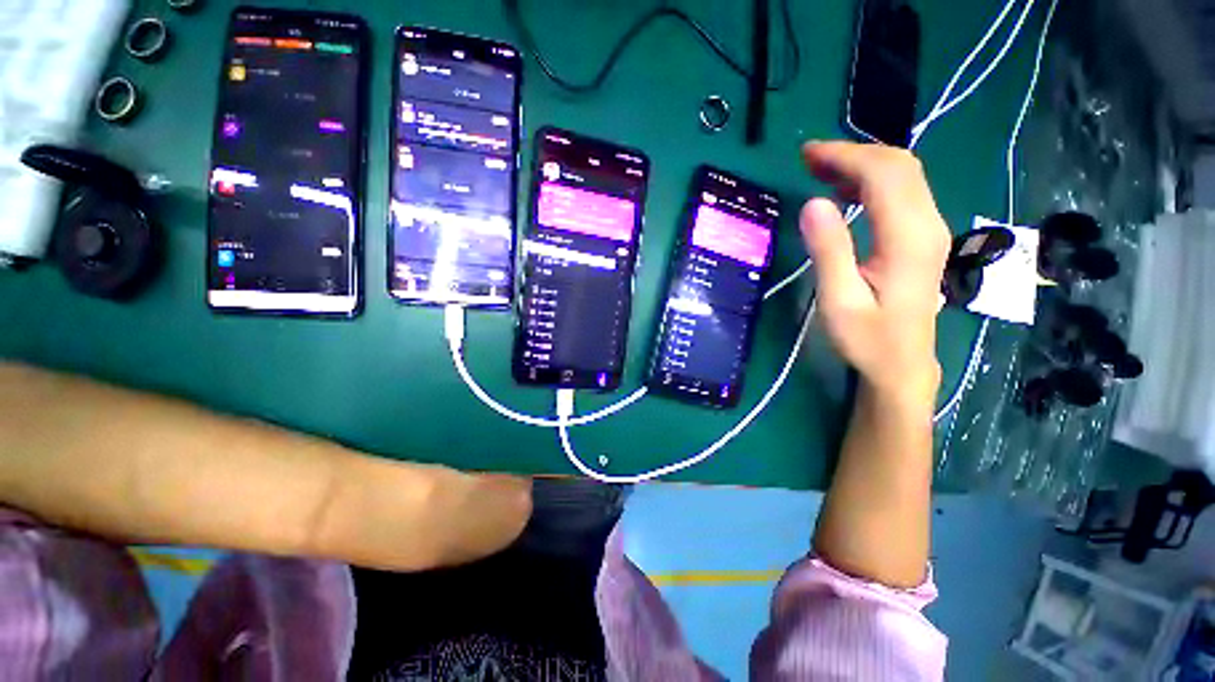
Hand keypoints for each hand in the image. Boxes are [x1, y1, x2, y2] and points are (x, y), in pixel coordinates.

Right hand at [799, 142, 950, 407]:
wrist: (902, 364)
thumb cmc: (867, 339)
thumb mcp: (839, 301)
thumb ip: (829, 251)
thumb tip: (812, 204)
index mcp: (908, 238)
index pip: (884, 175)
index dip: (845, 156)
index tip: (807, 155)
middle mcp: (927, 224)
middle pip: (899, 165)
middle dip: (853, 152)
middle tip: (808, 158)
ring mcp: (929, 229)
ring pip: (903, 175)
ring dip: (862, 163)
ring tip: (820, 169)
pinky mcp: (922, 237)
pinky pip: (901, 192)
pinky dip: (871, 180)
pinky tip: (845, 190)